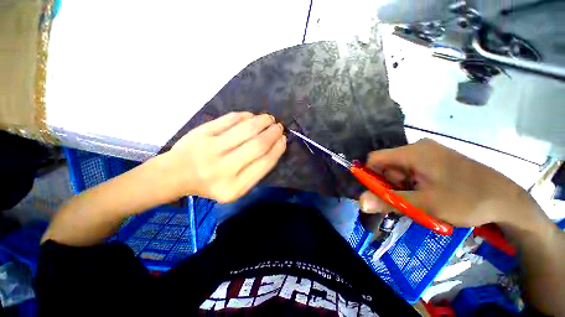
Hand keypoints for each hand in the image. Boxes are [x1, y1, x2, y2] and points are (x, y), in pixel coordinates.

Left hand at [164, 112, 285, 202]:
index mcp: (235, 187)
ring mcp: (212, 149)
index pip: (264, 164)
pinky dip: (246, 116)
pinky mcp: (203, 133)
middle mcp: (224, 169)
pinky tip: (252, 116)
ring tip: (269, 119)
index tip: (283, 140)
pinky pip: (231, 119)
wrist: (177, 174)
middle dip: (272, 133)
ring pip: (246, 129)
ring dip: (262, 121)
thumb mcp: (236, 187)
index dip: (277, 149)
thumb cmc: (211, 183)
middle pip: (257, 145)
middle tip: (279, 127)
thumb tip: (275, 145)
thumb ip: (256, 170)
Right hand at [359, 139, 546, 230]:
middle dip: (390, 184)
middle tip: (406, 201)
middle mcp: (418, 147)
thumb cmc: (466, 200)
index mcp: (413, 152)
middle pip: (387, 165)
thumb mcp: (424, 205)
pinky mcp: (437, 159)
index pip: (374, 159)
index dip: (370, 176)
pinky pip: (412, 170)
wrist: (507, 201)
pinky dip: (412, 184)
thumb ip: (389, 201)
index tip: (379, 194)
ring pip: (400, 169)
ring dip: (402, 186)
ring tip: (419, 201)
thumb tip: (360, 202)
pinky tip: (427, 195)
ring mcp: (429, 153)